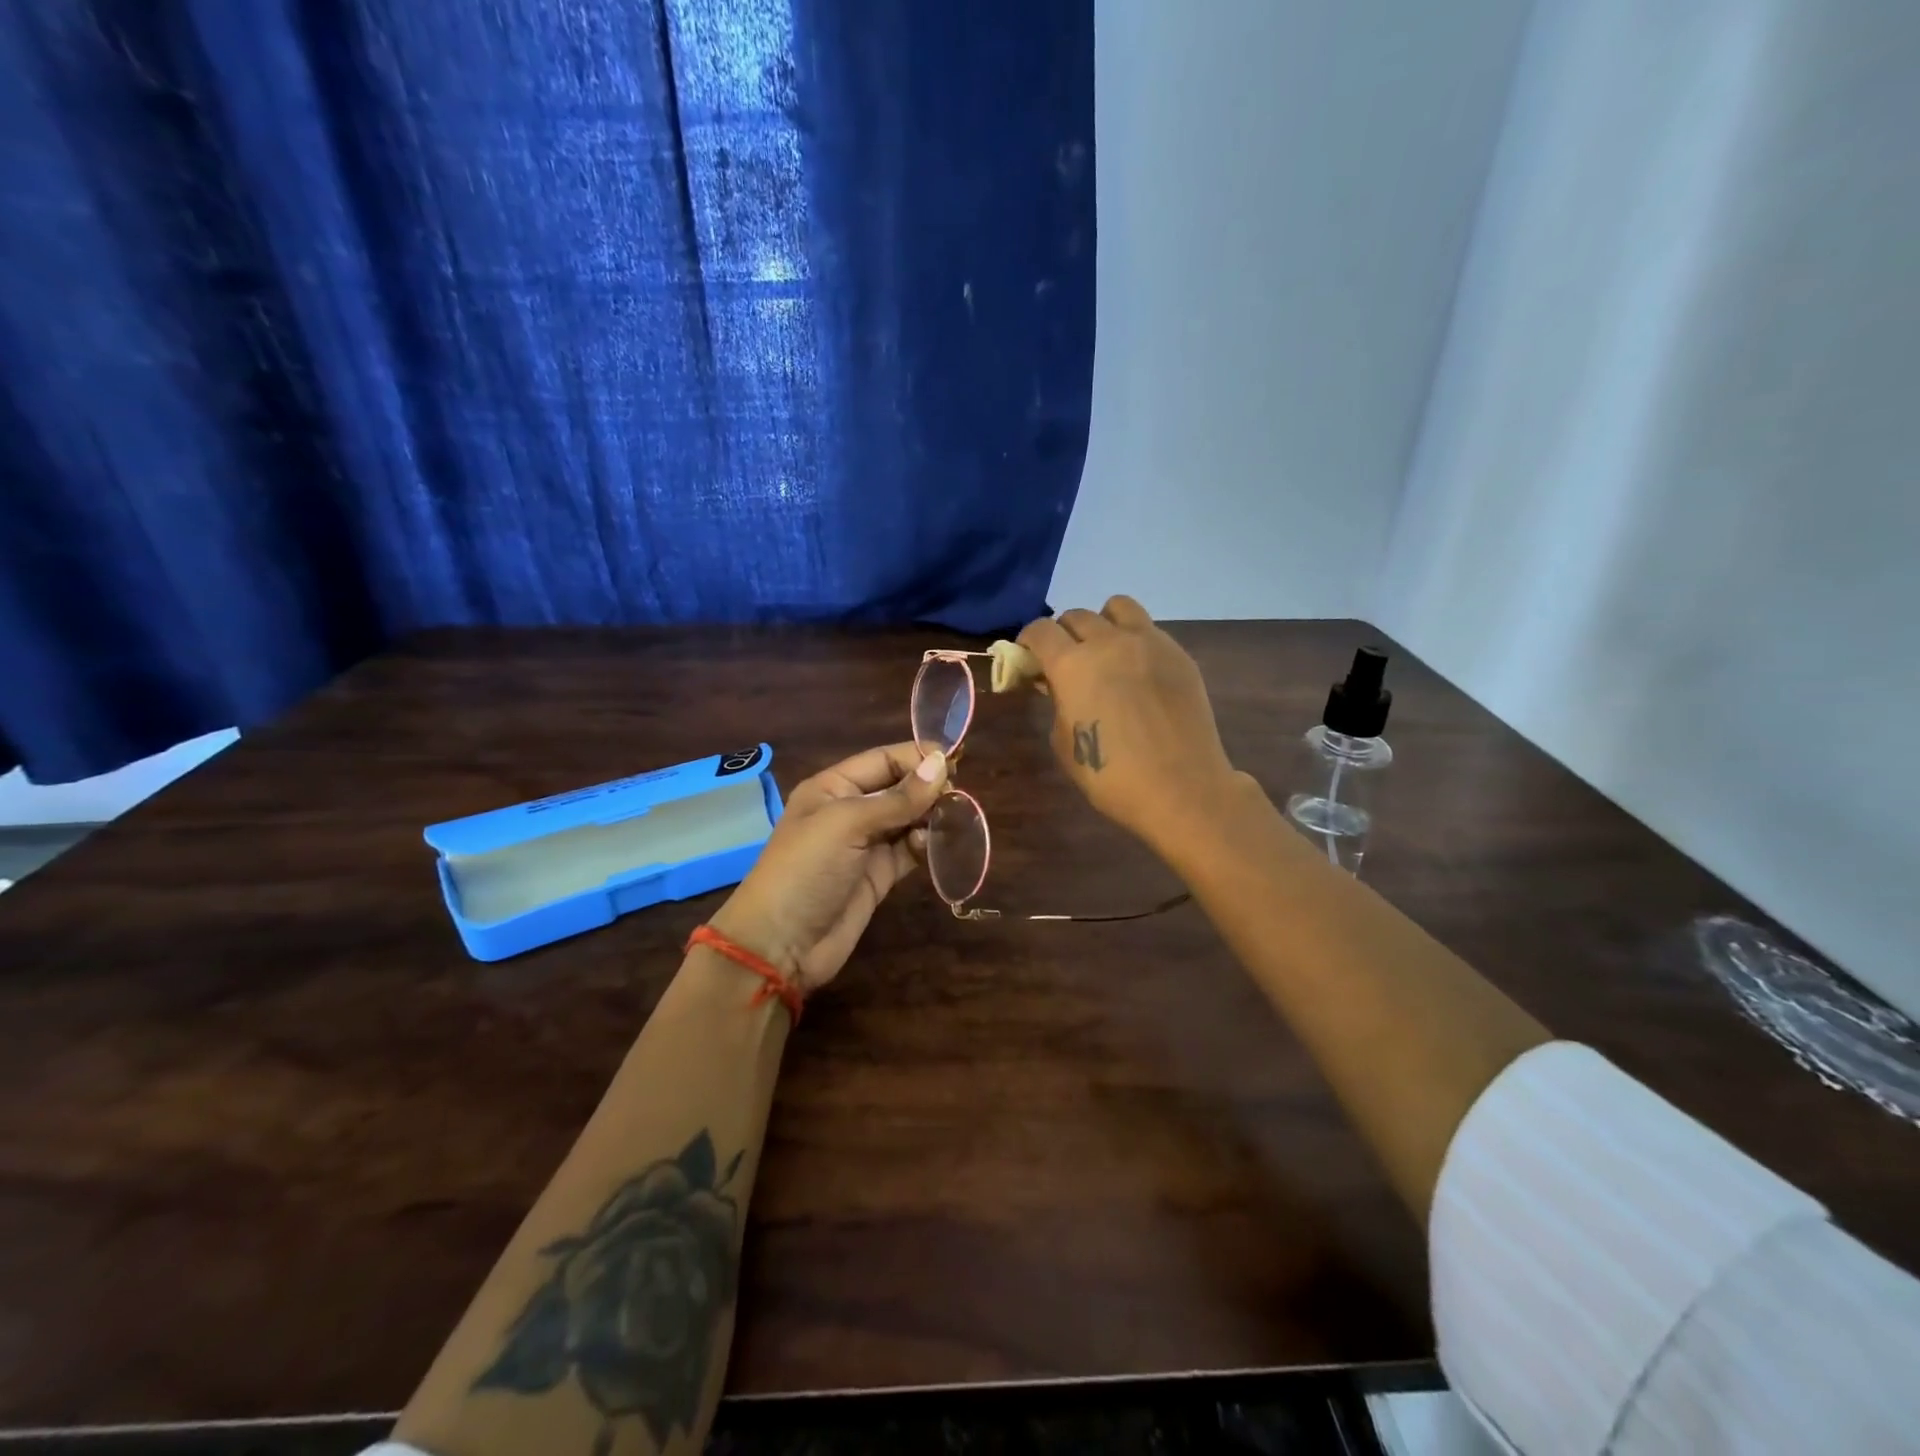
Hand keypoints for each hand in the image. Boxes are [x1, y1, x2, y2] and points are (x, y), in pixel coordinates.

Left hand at [708, 743, 948, 990]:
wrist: (782, 944)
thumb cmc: (807, 869)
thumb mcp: (847, 824)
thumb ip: (897, 798)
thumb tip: (941, 763)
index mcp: (833, 787)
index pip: (883, 760)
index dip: (916, 757)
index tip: (955, 761)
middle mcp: (850, 810)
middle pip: (899, 787)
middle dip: (927, 787)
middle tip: (957, 794)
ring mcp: (866, 844)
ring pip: (908, 818)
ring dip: (931, 815)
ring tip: (953, 817)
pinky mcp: (880, 874)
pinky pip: (910, 849)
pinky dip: (925, 843)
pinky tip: (934, 843)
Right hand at [1018, 595, 1242, 852]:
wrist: (1181, 788)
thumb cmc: (1111, 776)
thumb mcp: (1064, 742)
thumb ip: (1057, 703)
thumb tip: (1055, 683)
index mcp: (1072, 664)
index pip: (1040, 630)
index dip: (1028, 640)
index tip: (1028, 656)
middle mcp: (1108, 642)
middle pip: (1076, 616)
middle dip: (1063, 634)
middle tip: (1065, 661)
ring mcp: (1149, 642)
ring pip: (1117, 607)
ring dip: (1102, 623)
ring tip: (1104, 651)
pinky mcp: (1178, 653)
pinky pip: (1148, 629)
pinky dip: (1134, 640)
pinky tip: (1137, 673)